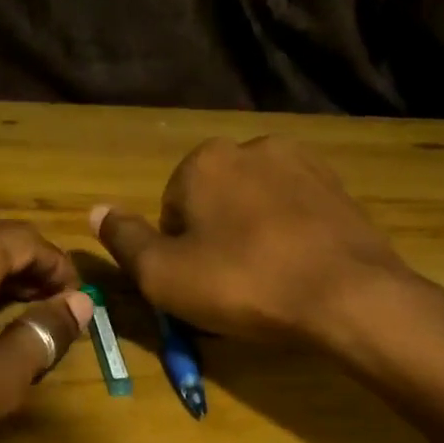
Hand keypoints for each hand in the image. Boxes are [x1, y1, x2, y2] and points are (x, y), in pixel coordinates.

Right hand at [93, 136, 414, 344]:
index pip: (171, 207)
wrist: (348, 296)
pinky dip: (291, 236)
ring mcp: (304, 163)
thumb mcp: (164, 275)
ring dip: (254, 236)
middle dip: (217, 238)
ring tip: (268, 281)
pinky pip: (296, 212)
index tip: (200, 284)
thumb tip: (95, 210)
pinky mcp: (340, 188)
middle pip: (215, 201)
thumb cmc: (244, 285)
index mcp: (205, 161)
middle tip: (232, 287)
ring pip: (257, 205)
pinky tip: (300, 270)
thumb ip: (125, 241)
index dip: (178, 252)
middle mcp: (253, 147)